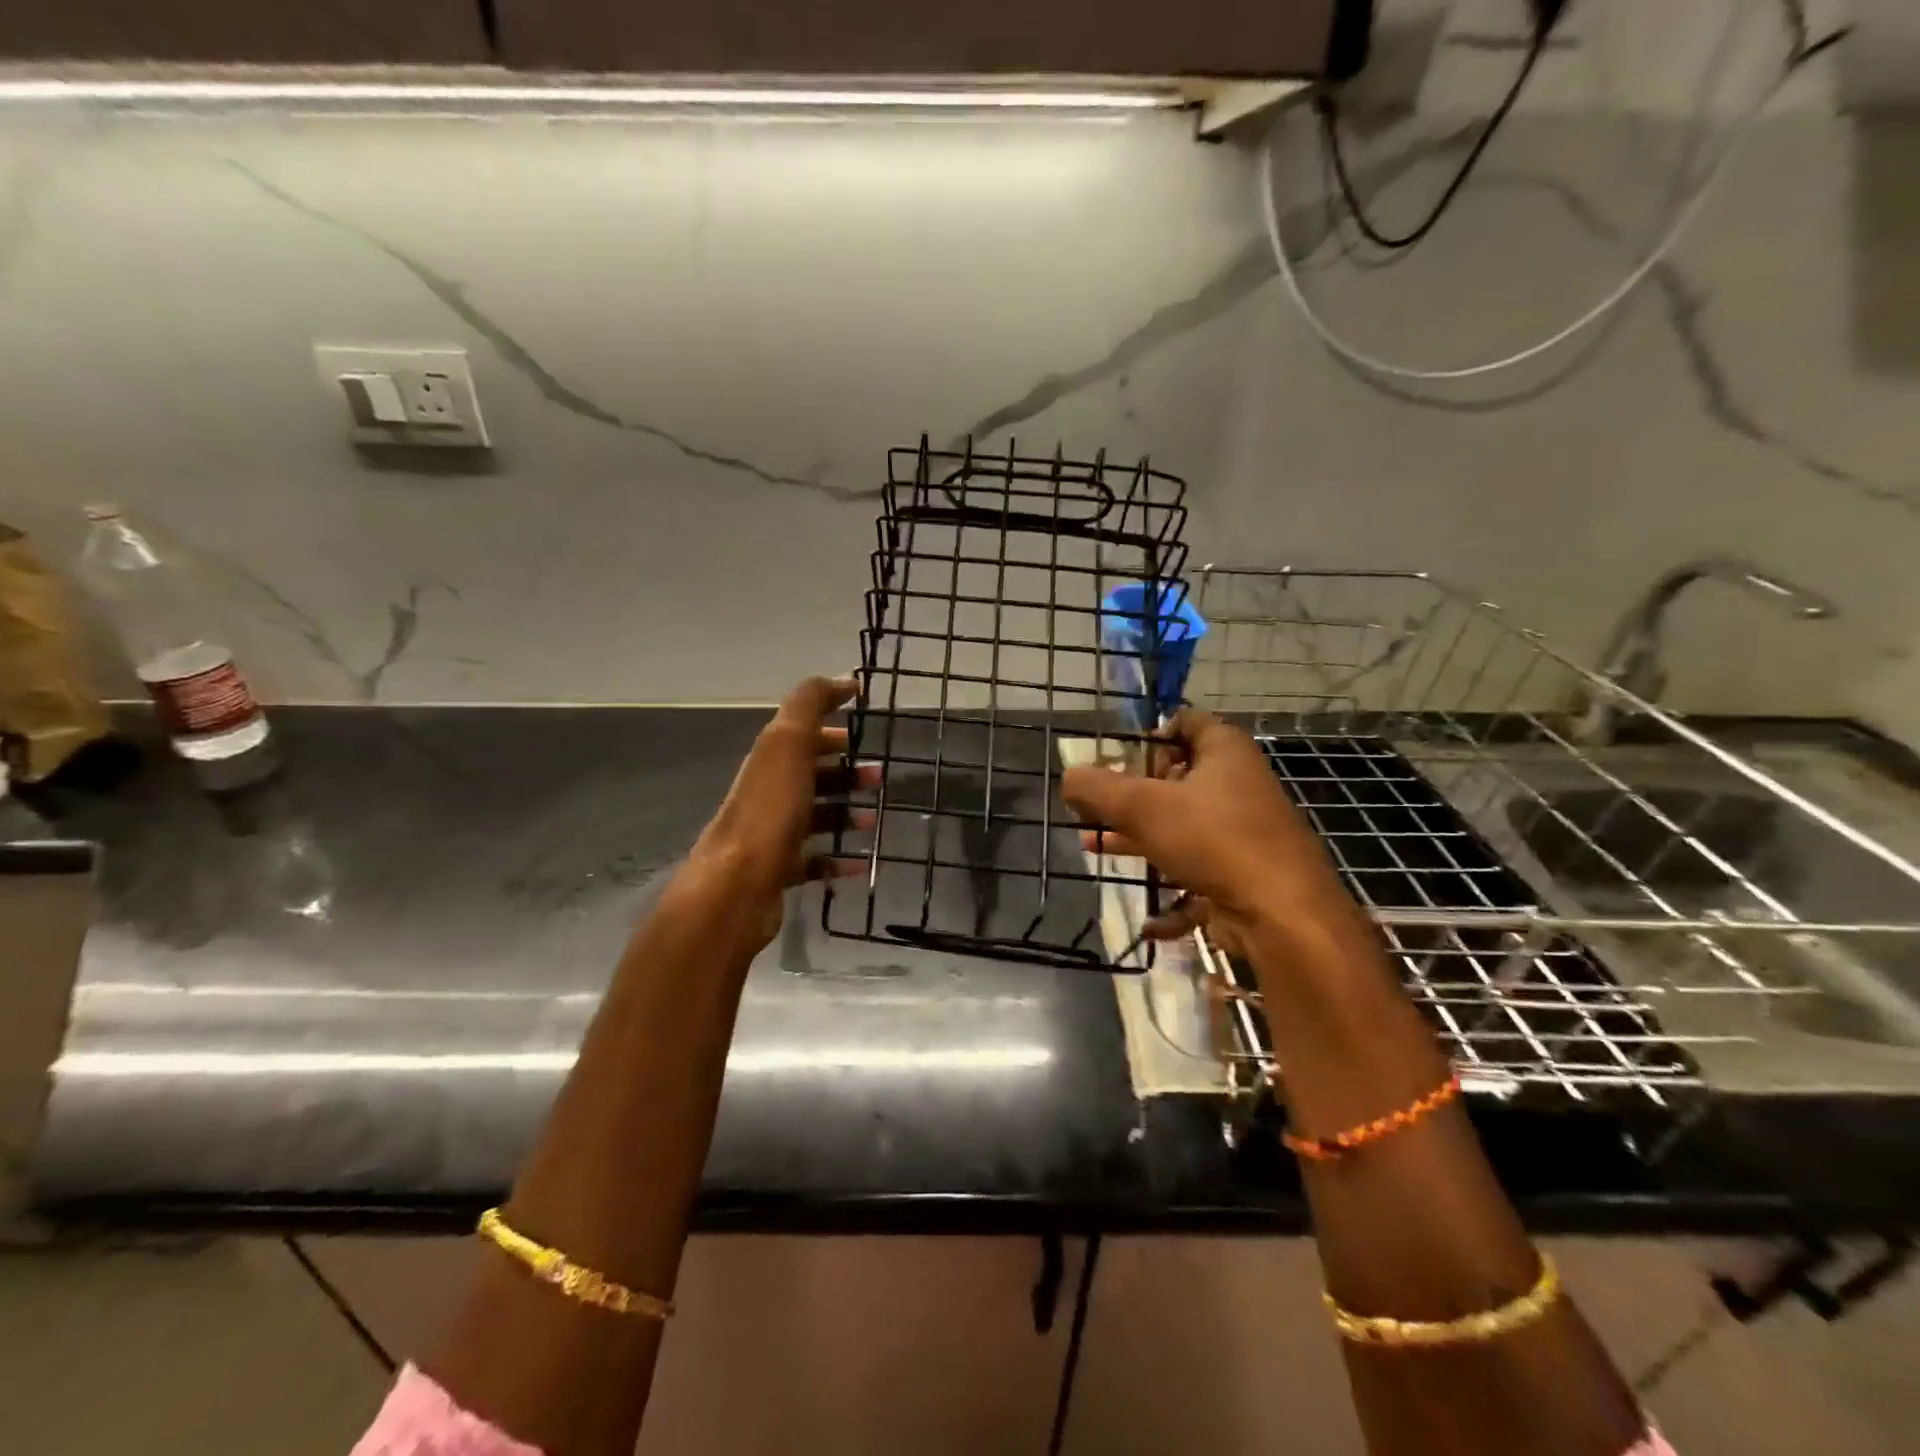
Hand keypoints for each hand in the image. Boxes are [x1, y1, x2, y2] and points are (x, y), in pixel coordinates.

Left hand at [680, 676, 877, 950]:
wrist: (736, 887)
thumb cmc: (769, 812)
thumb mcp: (788, 744)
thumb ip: (808, 705)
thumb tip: (839, 679)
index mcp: (770, 758)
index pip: (802, 728)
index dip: (832, 717)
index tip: (867, 716)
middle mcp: (768, 791)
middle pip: (811, 772)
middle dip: (847, 769)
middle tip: (881, 776)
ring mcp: (771, 832)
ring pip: (815, 814)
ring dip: (846, 812)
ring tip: (875, 820)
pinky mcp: (778, 870)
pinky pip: (814, 859)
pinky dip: (839, 858)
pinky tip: (862, 862)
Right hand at [1060, 709, 1351, 948]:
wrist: (1284, 914)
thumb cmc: (1213, 840)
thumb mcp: (1142, 806)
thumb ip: (1098, 788)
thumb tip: (1068, 777)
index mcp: (1224, 752)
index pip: (1185, 723)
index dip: (1149, 736)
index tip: (1116, 759)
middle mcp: (1238, 786)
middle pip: (1177, 779)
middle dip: (1130, 794)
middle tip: (1093, 805)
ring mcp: (1244, 833)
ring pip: (1182, 828)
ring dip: (1138, 839)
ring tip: (1094, 848)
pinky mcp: (1245, 875)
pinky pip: (1200, 877)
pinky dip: (1173, 895)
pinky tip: (1147, 920)